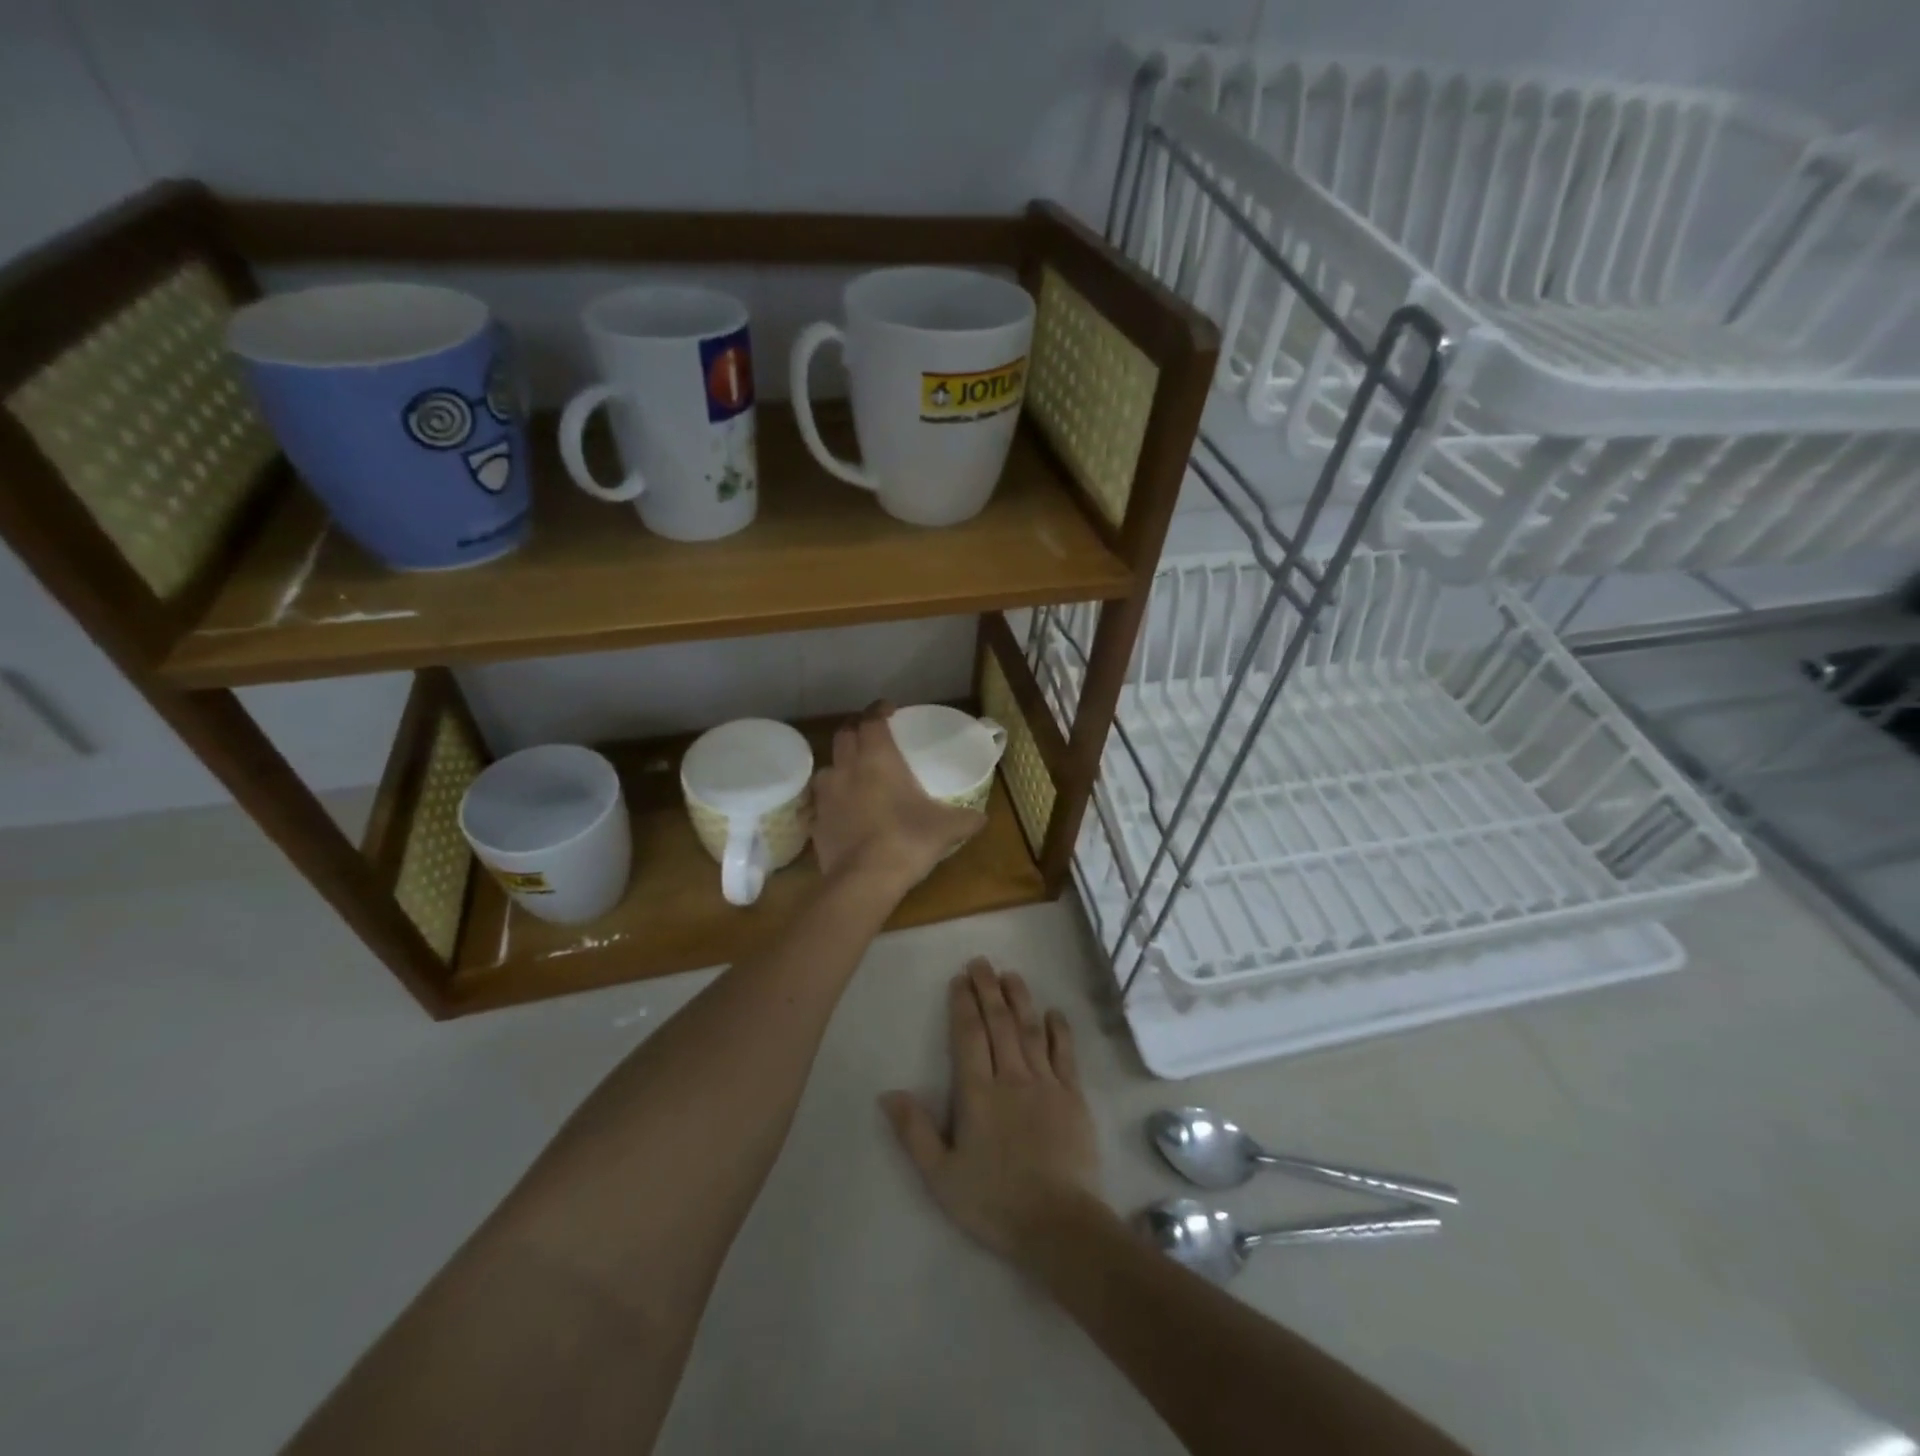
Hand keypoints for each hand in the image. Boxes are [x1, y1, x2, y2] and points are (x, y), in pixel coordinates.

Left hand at [811, 701, 985, 897]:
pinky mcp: (816, 822)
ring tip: (855, 774)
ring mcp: (826, 795)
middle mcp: (847, 768)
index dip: (879, 710)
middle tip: (872, 735)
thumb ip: (966, 819)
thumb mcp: (947, 828)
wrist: (864, 880)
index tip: (889, 710)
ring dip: (841, 764)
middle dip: (857, 729)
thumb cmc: (907, 840)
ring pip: (828, 767)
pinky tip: (845, 811)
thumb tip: (981, 817)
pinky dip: (833, 799)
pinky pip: (822, 801)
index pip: (872, 720)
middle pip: (844, 735)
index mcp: (878, 759)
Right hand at [882, 958, 1102, 1261]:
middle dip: (988, 989)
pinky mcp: (1073, 1096)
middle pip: (999, 1023)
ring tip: (1011, 974)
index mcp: (977, 1093)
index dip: (963, 1004)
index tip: (960, 980)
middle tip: (981, 962)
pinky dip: (1059, 1030)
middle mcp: (1011, 1077)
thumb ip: (914, 1132)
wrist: (1058, 1224)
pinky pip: (1065, 1053)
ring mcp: (1046, 1084)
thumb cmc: (993, 1202)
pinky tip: (1053, 1012)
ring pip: (1030, 1029)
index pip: (968, 1035)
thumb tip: (888, 1093)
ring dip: (1020, 999)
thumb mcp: (940, 1176)